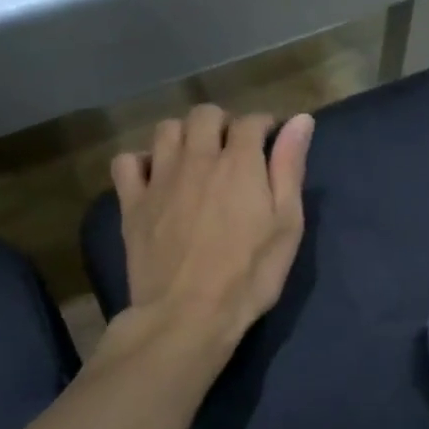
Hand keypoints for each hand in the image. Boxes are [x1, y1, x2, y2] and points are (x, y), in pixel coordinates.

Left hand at [109, 105, 313, 357]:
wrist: (188, 314)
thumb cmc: (249, 273)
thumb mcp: (286, 224)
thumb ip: (290, 168)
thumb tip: (301, 120)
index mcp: (239, 162)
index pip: (251, 121)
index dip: (264, 126)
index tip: (271, 141)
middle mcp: (197, 158)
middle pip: (205, 114)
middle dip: (223, 123)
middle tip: (234, 150)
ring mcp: (159, 178)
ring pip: (166, 129)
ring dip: (185, 135)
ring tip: (196, 159)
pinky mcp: (132, 202)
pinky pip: (127, 162)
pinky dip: (142, 162)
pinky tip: (156, 179)